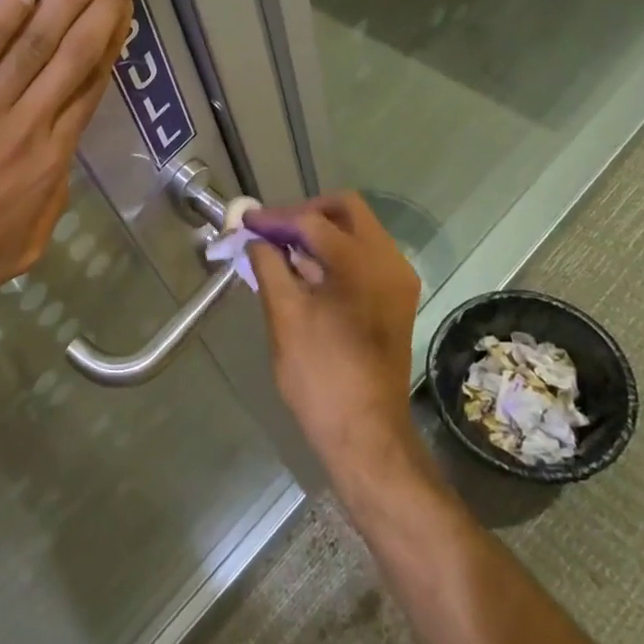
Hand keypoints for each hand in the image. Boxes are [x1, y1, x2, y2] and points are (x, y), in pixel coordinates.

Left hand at [0, 0, 139, 326]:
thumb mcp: (22, 247)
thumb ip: (48, 200)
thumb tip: (57, 165)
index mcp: (48, 162)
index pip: (87, 89)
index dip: (110, 44)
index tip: (123, 10)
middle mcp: (25, 128)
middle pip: (73, 55)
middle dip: (103, 4)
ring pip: (35, 45)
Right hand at [244, 194, 421, 475]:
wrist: (365, 433)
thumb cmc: (321, 374)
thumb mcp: (284, 315)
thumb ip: (268, 266)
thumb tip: (254, 240)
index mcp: (363, 262)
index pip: (313, 221)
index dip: (275, 218)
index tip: (245, 222)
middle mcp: (389, 262)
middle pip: (346, 211)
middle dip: (304, 213)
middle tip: (270, 230)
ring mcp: (397, 281)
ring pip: (357, 232)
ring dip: (319, 232)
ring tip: (280, 250)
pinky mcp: (395, 299)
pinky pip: (364, 257)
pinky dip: (334, 253)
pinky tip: (303, 271)